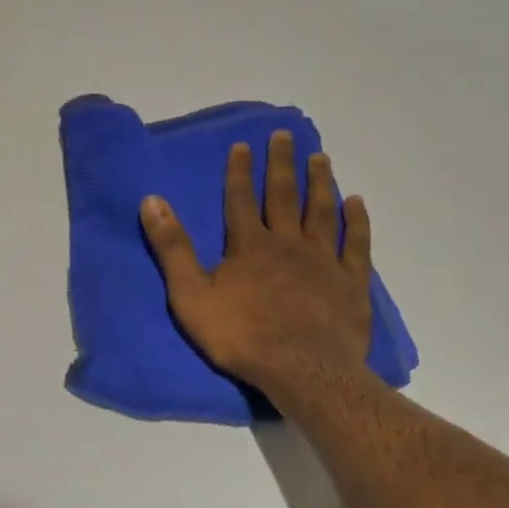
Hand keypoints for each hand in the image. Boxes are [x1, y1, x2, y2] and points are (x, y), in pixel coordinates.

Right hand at [140, 131, 372, 403]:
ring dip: (320, 183)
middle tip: (285, 136)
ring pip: (322, 211)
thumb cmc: (242, 336)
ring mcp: (323, 260)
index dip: (240, 171)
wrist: (303, 371)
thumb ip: (172, 248)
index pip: (241, 199)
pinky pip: (355, 244)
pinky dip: (356, 221)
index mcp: (249, 245)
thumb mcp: (191, 295)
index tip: (243, 145)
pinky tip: (356, 203)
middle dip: (282, 164)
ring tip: (320, 158)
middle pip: (284, 195)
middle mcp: (288, 243)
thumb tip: (151, 201)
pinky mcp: (351, 282)